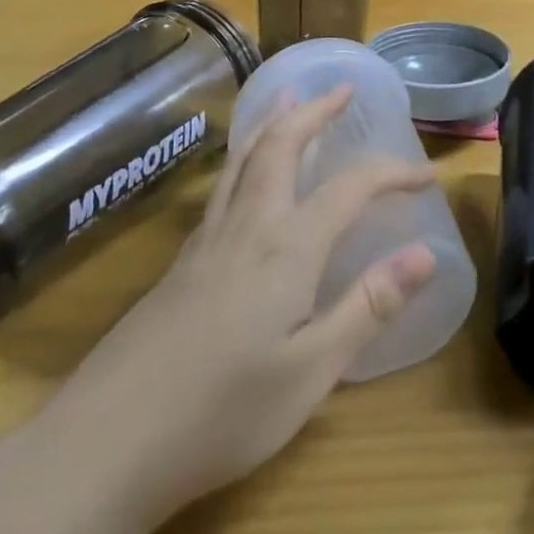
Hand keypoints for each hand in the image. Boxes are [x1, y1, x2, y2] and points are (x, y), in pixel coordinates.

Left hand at [78, 86, 437, 512]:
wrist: (105, 444)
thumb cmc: (222, 412)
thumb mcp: (312, 371)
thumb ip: (369, 305)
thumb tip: (426, 253)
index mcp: (288, 246)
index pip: (351, 186)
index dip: (393, 173)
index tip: (427, 176)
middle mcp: (249, 225)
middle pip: (283, 145)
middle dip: (315, 111)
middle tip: (341, 90)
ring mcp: (208, 240)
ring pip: (244, 158)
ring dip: (273, 122)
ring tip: (287, 98)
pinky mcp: (182, 261)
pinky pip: (223, 184)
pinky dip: (245, 155)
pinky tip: (244, 173)